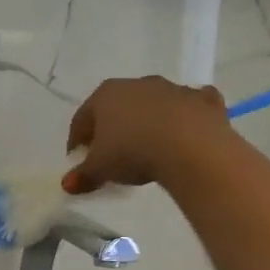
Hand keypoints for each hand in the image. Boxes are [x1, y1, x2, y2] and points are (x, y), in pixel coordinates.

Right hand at [65, 76, 230, 191]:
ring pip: (153, 105)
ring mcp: (172, 89)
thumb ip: (82, 176)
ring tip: (147, 149)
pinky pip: (189, 108)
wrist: (191, 147)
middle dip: (112, 129)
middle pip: (117, 108)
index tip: (78, 160)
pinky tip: (185, 134)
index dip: (77, 141)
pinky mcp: (203, 100)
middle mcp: (138, 84)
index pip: (82, 119)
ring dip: (148, 122)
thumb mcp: (100, 169)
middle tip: (111, 155)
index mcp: (106, 95)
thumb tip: (66, 184)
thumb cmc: (133, 152)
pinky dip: (185, 118)